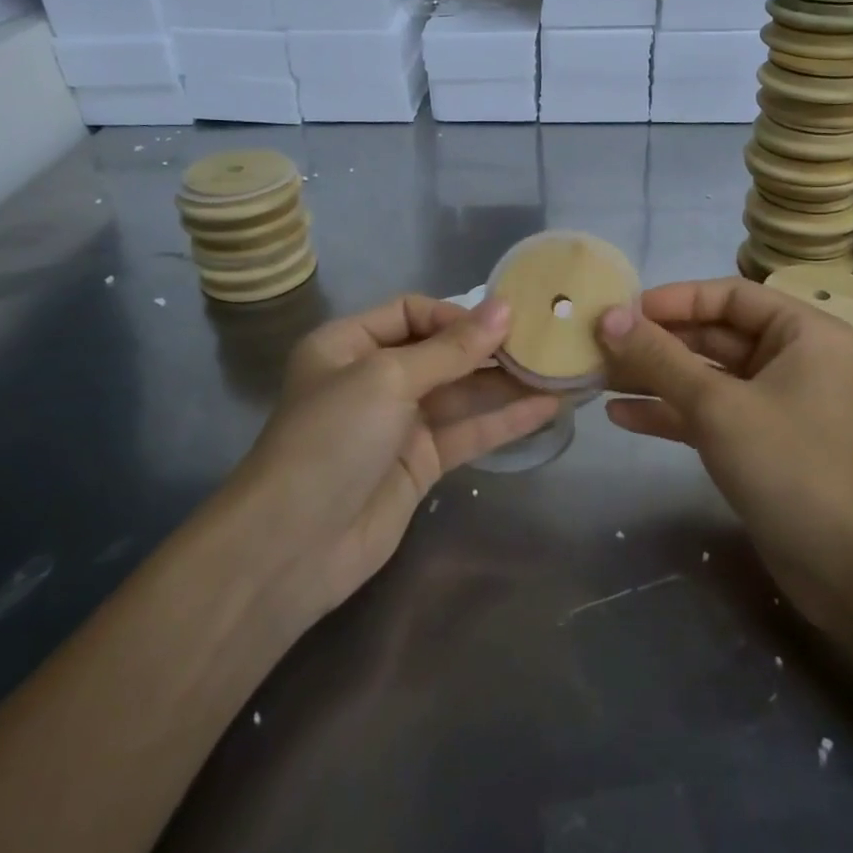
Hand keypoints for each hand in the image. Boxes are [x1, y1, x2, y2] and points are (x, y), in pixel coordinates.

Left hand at [238, 295, 559, 622]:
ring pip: (462, 393)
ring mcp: (399, 423)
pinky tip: (547, 407)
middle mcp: (374, 378)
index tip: (502, 322)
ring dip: (506, 383)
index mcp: (348, 344)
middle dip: (489, 347)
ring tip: (558, 370)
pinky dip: (505, 420)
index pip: (411, 312)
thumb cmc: (332, 438)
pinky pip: (468, 432)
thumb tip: (505, 307)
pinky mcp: (421, 463)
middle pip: (441, 352)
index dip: (456, 314)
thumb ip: (451, 348)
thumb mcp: (387, 378)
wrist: (294, 545)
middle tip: (545, 341)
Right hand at [598, 278, 852, 630]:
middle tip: (600, 344)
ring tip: (598, 377)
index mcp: (801, 332)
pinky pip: (708, 413)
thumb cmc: (790, 466)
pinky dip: (669, 413)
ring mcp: (774, 403)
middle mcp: (790, 359)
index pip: (728, 295)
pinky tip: (620, 416)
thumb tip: (609, 316)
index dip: (673, 299)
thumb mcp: (718, 405)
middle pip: (714, 335)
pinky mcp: (758, 442)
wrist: (848, 569)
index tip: (622, 310)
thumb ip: (660, 359)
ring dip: (655, 377)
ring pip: (706, 376)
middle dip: (657, 342)